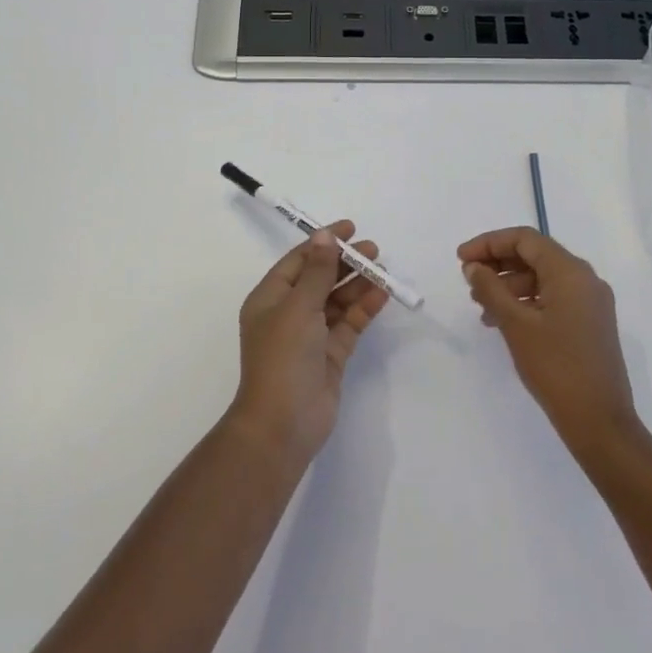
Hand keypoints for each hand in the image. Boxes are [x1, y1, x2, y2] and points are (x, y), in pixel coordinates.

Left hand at [231, 223, 388, 464]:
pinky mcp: (330, 355)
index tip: (350, 228)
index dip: (323, 242)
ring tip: (381, 269)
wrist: (283, 424)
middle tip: (373, 249)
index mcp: (270, 298)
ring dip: (357, 284)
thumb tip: (324, 237)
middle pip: (320, 278)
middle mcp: (289, 313)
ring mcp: (311, 335)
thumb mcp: (298, 306)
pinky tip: (381, 294)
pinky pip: (349, 323)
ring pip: (336, 300)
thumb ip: (317, 271)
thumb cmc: (283, 357)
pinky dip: (363, 308)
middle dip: (345, 262)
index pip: (299, 260)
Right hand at [459, 228, 637, 451]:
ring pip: (543, 278)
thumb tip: (474, 267)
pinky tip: (503, 321)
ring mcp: (591, 302)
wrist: (600, 422)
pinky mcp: (590, 323)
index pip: (525, 239)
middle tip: (468, 281)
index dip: (490, 243)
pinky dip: (527, 303)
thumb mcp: (516, 325)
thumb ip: (491, 289)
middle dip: (499, 264)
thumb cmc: (556, 368)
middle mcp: (585, 279)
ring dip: (510, 286)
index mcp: (571, 272)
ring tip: (481, 308)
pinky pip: (553, 298)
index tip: (461, 259)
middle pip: (535, 256)